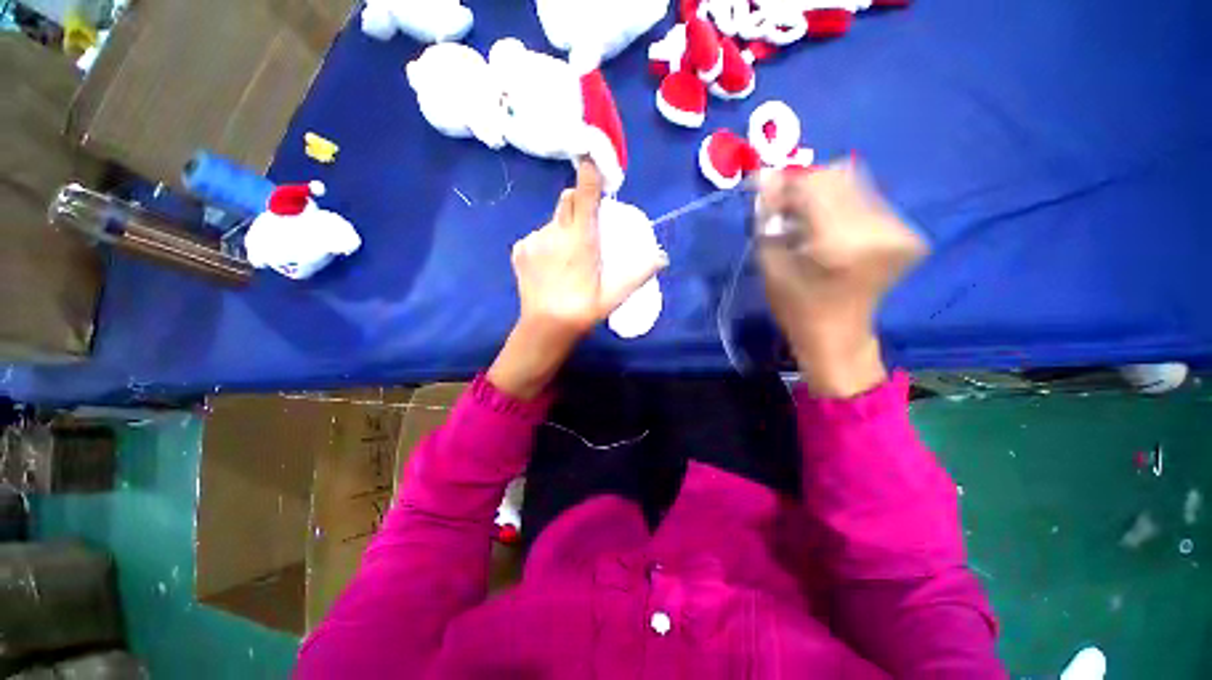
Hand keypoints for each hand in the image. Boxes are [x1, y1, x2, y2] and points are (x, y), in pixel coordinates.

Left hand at [488, 160, 666, 398]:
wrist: (545, 328)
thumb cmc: (582, 310)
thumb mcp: (614, 295)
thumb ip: (638, 273)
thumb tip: (662, 257)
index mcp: (580, 239)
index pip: (584, 194)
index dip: (590, 174)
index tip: (593, 163)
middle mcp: (555, 233)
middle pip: (566, 199)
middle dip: (579, 204)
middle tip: (587, 228)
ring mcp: (533, 240)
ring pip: (552, 220)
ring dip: (563, 228)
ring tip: (567, 257)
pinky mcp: (519, 250)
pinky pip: (537, 236)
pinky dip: (546, 243)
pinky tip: (550, 266)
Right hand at [757, 160, 927, 396]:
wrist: (839, 336)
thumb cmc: (796, 308)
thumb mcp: (771, 265)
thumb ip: (768, 219)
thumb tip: (765, 176)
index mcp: (842, 243)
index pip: (814, 185)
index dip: (786, 184)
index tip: (767, 196)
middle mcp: (880, 228)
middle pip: (838, 176)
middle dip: (803, 187)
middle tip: (784, 210)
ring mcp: (899, 229)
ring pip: (854, 182)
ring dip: (822, 195)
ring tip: (804, 221)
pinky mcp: (906, 231)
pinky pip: (867, 197)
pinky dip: (840, 204)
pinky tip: (826, 227)